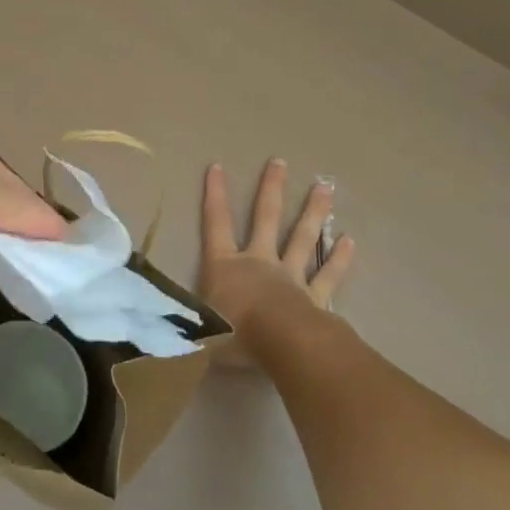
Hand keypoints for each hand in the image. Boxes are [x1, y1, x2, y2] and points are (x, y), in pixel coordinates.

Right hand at [200, 160, 353, 364]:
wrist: (281, 347)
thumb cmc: (232, 334)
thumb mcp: (197, 325)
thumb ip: (186, 314)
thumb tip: (160, 315)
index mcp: (225, 265)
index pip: (216, 223)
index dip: (215, 196)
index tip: (217, 167)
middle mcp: (258, 262)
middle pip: (265, 219)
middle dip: (271, 190)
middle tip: (279, 162)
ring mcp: (290, 277)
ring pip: (303, 239)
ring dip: (313, 213)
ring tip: (325, 187)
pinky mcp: (315, 298)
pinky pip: (328, 275)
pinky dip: (339, 259)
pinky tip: (349, 240)